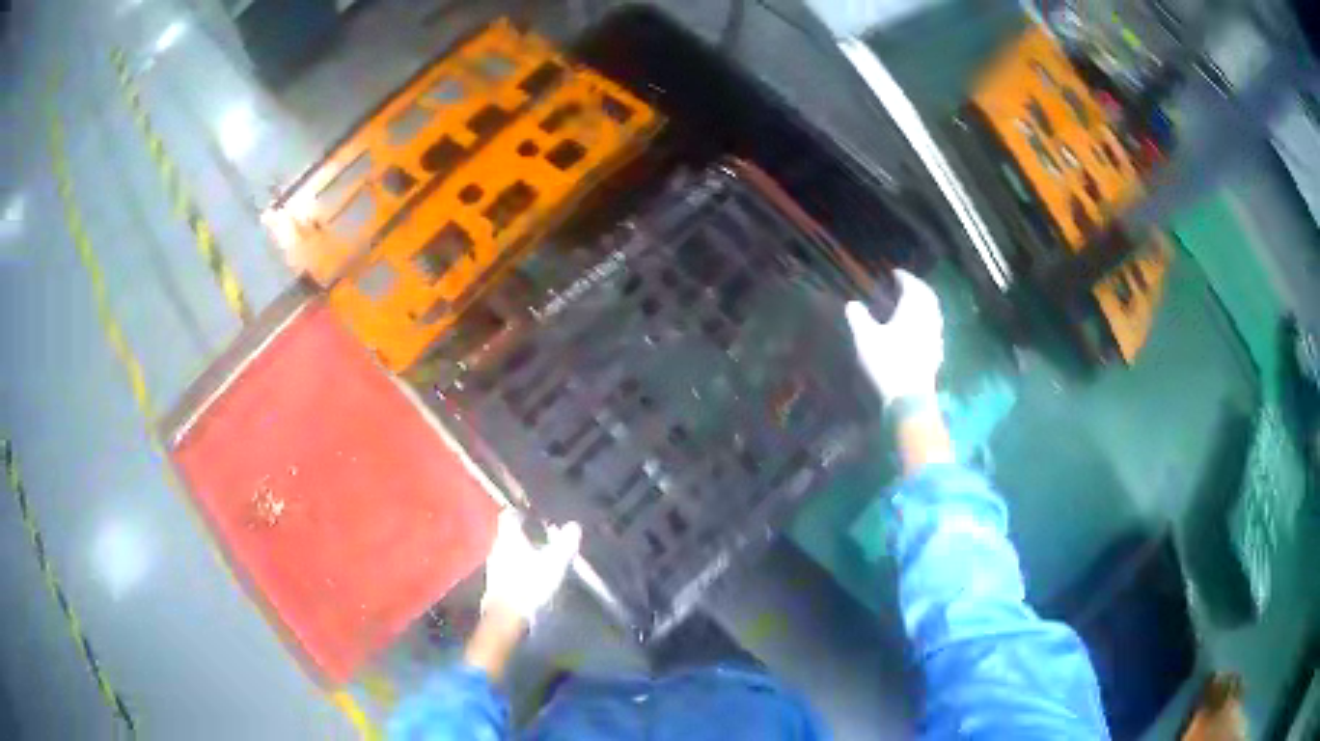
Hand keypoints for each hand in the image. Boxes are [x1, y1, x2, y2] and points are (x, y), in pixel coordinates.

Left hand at [481, 510, 581, 623]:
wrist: (506, 617)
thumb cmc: (529, 585)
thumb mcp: (554, 563)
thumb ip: (564, 544)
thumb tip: (574, 525)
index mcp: (508, 538)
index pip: (509, 516)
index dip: (520, 513)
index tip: (534, 515)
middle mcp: (497, 547)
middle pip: (508, 534)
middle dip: (523, 534)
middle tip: (542, 536)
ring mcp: (493, 566)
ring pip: (507, 551)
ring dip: (520, 552)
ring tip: (539, 557)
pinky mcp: (495, 583)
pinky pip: (506, 568)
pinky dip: (517, 568)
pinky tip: (530, 576)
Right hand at [844, 270, 943, 405]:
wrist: (910, 397)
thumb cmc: (887, 363)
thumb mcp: (866, 339)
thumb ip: (859, 318)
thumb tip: (852, 303)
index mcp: (912, 310)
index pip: (912, 286)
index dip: (904, 278)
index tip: (895, 273)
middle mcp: (928, 319)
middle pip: (927, 297)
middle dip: (917, 288)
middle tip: (907, 284)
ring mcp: (935, 336)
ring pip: (933, 312)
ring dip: (925, 303)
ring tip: (914, 303)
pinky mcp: (936, 352)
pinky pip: (934, 327)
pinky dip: (927, 320)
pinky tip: (920, 328)